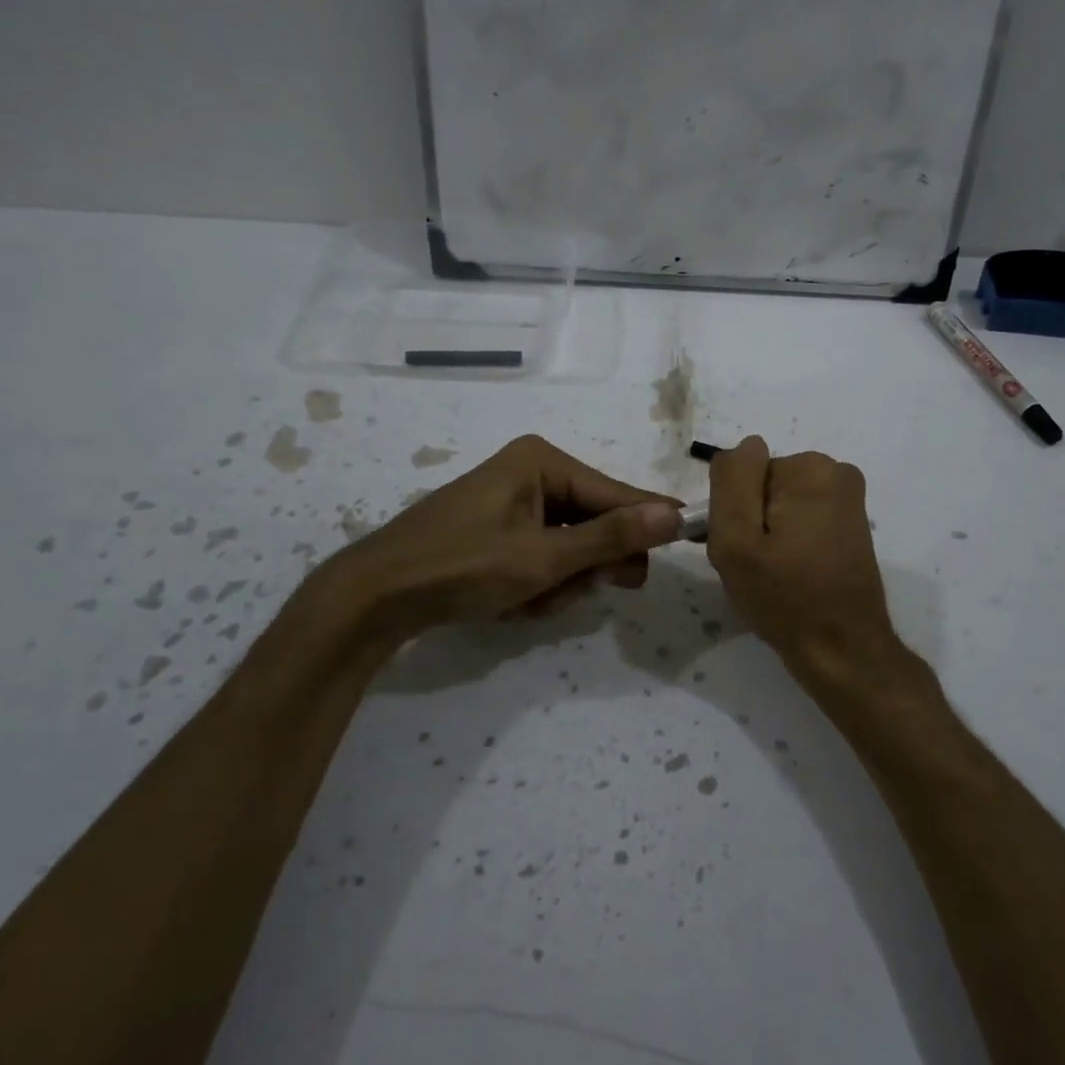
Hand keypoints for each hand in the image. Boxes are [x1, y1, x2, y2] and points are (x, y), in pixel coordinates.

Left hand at [313, 435, 681, 640]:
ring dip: (559, 580)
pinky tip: (511, 602)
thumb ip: (610, 537)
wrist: (376, 596)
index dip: (648, 522)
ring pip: (568, 545)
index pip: (615, 493)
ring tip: (528, 602)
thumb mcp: (543, 558)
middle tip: (586, 590)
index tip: (688, 539)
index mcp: (542, 462)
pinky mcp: (497, 529)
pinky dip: (537, 582)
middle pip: (593, 520)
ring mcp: (511, 502)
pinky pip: (541, 554)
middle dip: (589, 563)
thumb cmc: (462, 566)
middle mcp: (530, 472)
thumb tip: (673, 515)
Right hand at [706, 437, 908, 681]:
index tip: (744, 549)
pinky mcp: (852, 522)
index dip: (735, 513)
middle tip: (757, 565)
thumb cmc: (784, 597)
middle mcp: (836, 471)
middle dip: (753, 521)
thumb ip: (731, 481)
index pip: (743, 474)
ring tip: (776, 573)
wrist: (842, 649)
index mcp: (809, 468)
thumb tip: (746, 446)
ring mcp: (848, 498)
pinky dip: (791, 541)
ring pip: (780, 503)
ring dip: (770, 534)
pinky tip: (795, 573)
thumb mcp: (736, 540)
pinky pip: (801, 517)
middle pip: (763, 485)